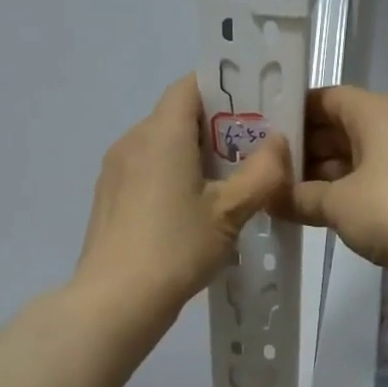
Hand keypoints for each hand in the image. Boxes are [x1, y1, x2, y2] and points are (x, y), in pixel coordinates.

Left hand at [73, 76, 291, 315]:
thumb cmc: (176, 247)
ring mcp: (115, 170)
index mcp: (161, 133)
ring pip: (160, 144)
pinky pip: (145, 169)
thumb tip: (279, 143)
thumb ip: (262, 173)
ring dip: (193, 154)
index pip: (190, 85)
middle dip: (215, 127)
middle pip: (176, 115)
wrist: (115, 300)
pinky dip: (171, 175)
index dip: (223, 89)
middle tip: (251, 152)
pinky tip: (190, 210)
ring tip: (225, 184)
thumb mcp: (230, 212)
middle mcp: (133, 140)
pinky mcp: (108, 196)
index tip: (253, 109)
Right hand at [283, 86, 387, 289]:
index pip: (324, 98)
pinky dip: (342, 189)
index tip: (261, 134)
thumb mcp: (337, 204)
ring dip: (320, 173)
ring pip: (352, 154)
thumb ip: (298, 197)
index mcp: (375, 111)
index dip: (292, 113)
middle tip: (263, 169)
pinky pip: (368, 176)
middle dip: (302, 149)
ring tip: (279, 192)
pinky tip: (312, 208)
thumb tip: (268, 198)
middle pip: (337, 126)